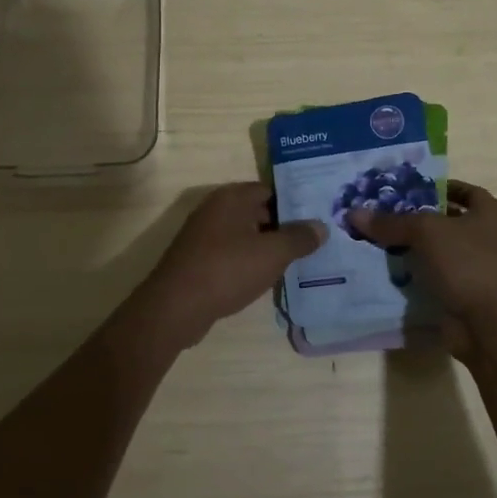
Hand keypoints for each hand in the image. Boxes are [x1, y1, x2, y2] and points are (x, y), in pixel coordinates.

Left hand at [134, 183, 325, 347]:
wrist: (176, 307)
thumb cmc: (227, 270)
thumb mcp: (272, 254)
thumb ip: (299, 238)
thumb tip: (321, 226)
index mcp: (232, 197)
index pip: (271, 190)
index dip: (295, 203)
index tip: (317, 217)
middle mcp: (216, 209)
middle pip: (258, 212)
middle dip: (284, 227)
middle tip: (314, 242)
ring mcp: (204, 235)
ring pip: (246, 235)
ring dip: (267, 247)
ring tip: (298, 261)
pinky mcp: (199, 259)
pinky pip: (233, 253)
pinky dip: (250, 262)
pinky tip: (268, 278)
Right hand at [346, 181, 496, 360]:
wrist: (491, 326)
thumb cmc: (467, 264)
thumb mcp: (425, 233)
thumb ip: (391, 222)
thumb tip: (354, 213)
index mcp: (490, 213)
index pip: (462, 190)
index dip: (435, 187)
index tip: (405, 190)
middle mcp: (488, 237)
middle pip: (446, 220)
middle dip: (416, 219)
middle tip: (383, 214)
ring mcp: (478, 268)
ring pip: (438, 251)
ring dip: (413, 248)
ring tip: (378, 241)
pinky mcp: (465, 294)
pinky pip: (435, 277)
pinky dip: (416, 275)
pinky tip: (389, 270)